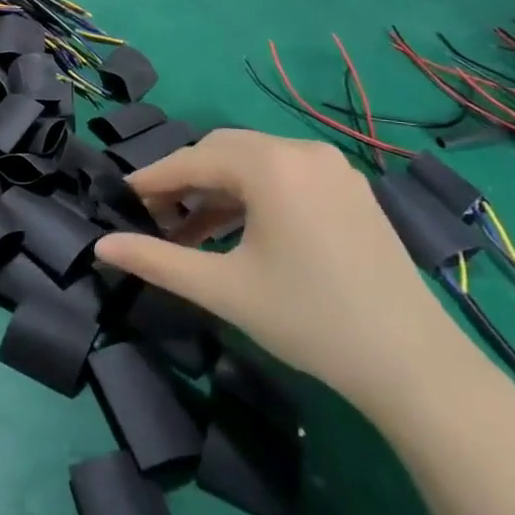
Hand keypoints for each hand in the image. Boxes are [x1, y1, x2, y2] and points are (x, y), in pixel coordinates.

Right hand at [93, 129, 480, 419]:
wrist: (413, 364)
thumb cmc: (308, 320)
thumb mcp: (222, 289)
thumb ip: (156, 261)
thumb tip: (101, 247)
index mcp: (270, 165)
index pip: (191, 160)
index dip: (151, 179)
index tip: (121, 199)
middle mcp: (301, 150)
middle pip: (221, 150)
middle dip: (184, 179)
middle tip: (155, 217)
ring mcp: (332, 167)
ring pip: (254, 161)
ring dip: (217, 188)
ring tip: (191, 231)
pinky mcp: (350, 188)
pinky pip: (285, 174)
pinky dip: (252, 194)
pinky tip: (239, 231)